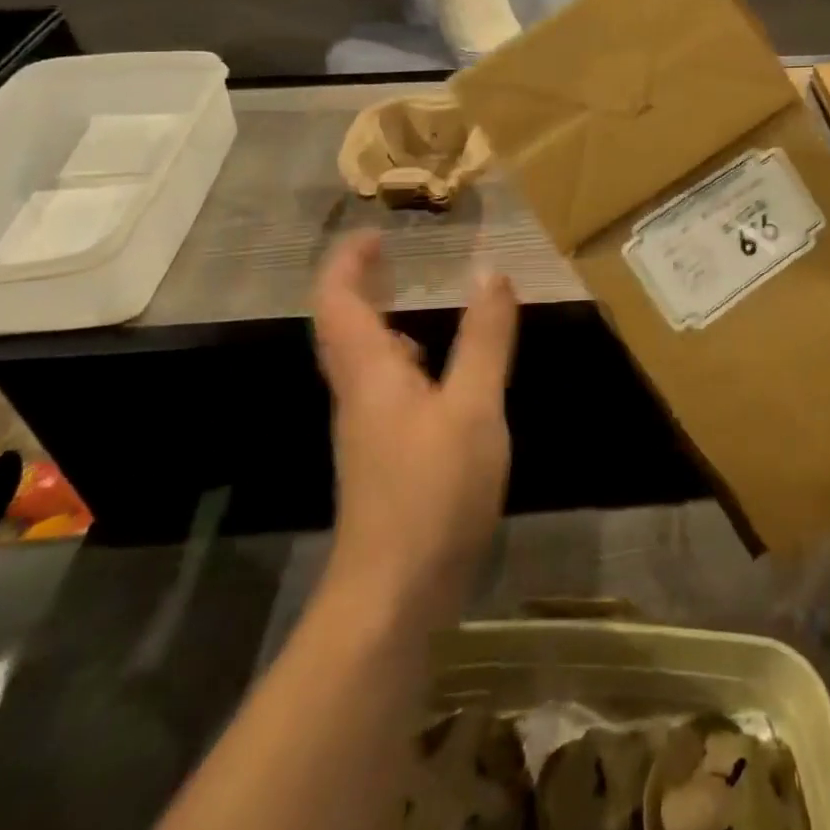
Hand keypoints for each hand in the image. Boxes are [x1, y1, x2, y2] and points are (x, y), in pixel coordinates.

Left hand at [311, 232, 517, 622]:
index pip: (337, 302)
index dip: (348, 262)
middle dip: (364, 286)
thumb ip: (484, 339)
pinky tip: (447, 376)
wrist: (394, 595)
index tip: (376, 233)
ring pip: (368, 361)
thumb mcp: (472, 407)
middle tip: (402, 259)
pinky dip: (411, 362)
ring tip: (430, 304)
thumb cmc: (432, 491)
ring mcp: (368, 431)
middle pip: (345, 328)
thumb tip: (492, 273)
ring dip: (388, 323)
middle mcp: (359, 394)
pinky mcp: (385, 458)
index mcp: (369, 372)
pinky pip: (390, 389)